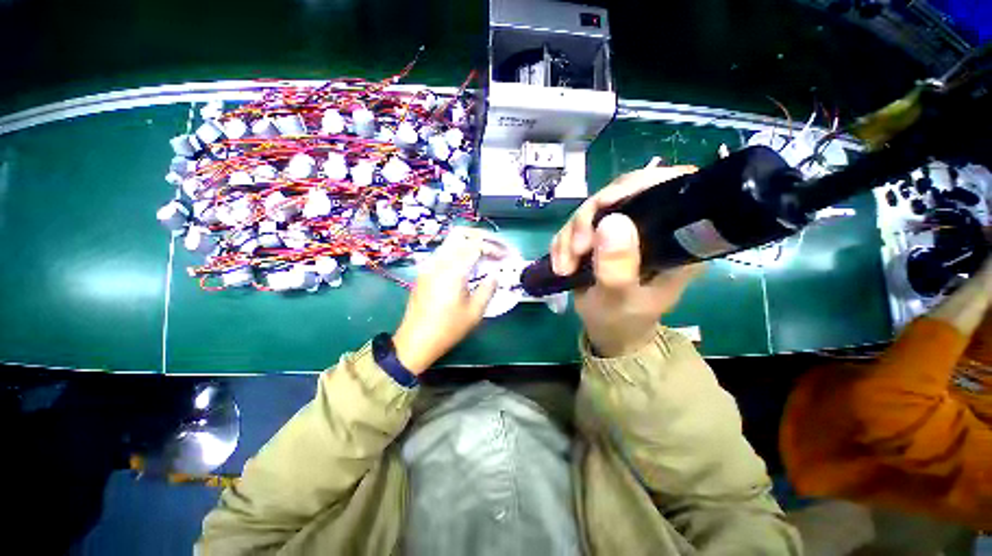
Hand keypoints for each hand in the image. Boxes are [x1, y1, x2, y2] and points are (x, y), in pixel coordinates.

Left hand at [393, 228, 501, 373]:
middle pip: (460, 234)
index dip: (493, 247)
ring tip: (484, 254)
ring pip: (450, 241)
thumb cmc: (447, 329)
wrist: (415, 341)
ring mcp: (428, 265)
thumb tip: (494, 275)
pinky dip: (458, 251)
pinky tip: (467, 264)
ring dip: (469, 242)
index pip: (475, 245)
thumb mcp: (474, 312)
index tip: (505, 256)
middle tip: (495, 246)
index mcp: (453, 270)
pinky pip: (443, 252)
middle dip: (481, 236)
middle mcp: (438, 262)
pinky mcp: (423, 272)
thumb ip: (487, 289)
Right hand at [551, 162, 702, 357]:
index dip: (639, 185)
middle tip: (576, 249)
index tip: (606, 204)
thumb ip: (617, 268)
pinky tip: (561, 263)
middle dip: (590, 218)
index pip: (670, 188)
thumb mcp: (619, 300)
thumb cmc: (622, 321)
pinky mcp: (602, 235)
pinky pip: (577, 223)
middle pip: (622, 193)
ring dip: (571, 233)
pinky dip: (563, 240)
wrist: (607, 331)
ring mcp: (624, 229)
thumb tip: (611, 221)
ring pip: (594, 208)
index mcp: (675, 239)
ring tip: (564, 265)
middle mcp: (653, 226)